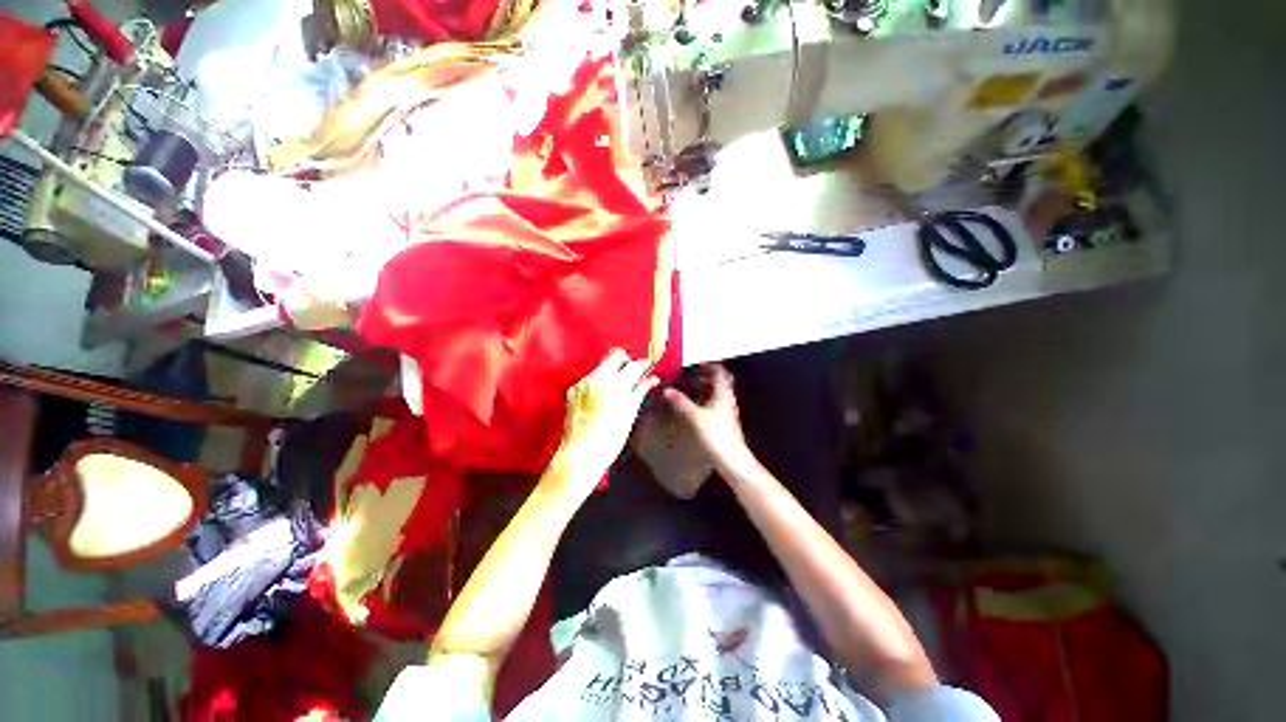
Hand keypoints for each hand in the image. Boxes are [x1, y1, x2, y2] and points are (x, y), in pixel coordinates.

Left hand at [555, 349, 659, 491]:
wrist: (582, 453)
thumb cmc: (610, 438)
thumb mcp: (630, 414)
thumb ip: (640, 392)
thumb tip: (651, 380)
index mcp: (616, 384)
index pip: (634, 365)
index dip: (643, 364)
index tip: (648, 366)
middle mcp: (599, 378)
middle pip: (616, 356)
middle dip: (626, 361)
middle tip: (633, 372)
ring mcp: (584, 382)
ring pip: (602, 365)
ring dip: (612, 370)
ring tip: (619, 385)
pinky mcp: (574, 389)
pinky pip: (590, 378)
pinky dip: (599, 382)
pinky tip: (603, 395)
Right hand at [663, 364, 756, 475]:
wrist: (732, 459)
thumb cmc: (716, 434)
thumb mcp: (695, 417)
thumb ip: (681, 402)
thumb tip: (667, 390)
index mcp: (723, 394)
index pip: (720, 372)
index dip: (710, 366)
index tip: (698, 364)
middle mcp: (728, 400)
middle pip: (721, 382)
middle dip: (708, 376)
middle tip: (694, 375)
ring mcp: (729, 411)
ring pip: (719, 394)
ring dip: (708, 389)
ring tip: (693, 389)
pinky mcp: (726, 422)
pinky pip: (717, 404)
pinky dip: (708, 400)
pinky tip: (698, 407)